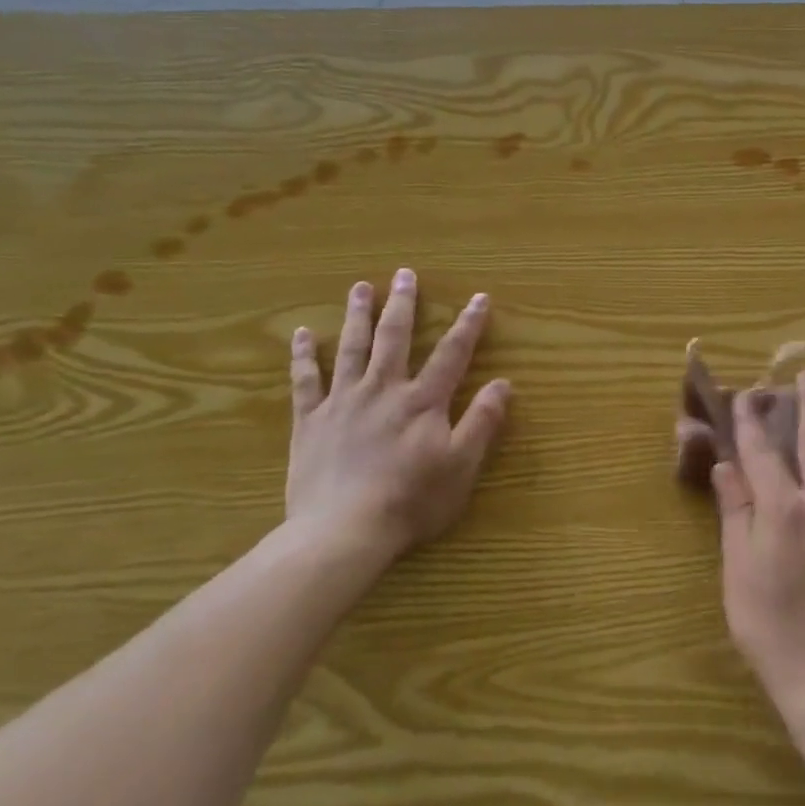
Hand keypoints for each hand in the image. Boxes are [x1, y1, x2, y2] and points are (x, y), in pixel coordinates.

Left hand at [285, 268, 511, 572]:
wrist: (344, 531)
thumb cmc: (411, 501)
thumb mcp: (461, 466)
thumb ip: (482, 422)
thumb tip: (503, 383)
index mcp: (423, 401)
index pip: (452, 354)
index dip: (468, 324)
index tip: (478, 297)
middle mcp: (383, 390)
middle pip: (395, 338)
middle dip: (403, 305)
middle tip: (404, 274)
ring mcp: (343, 402)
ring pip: (351, 349)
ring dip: (357, 316)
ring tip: (360, 288)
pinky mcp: (310, 421)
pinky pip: (305, 381)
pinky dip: (303, 356)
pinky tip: (301, 333)